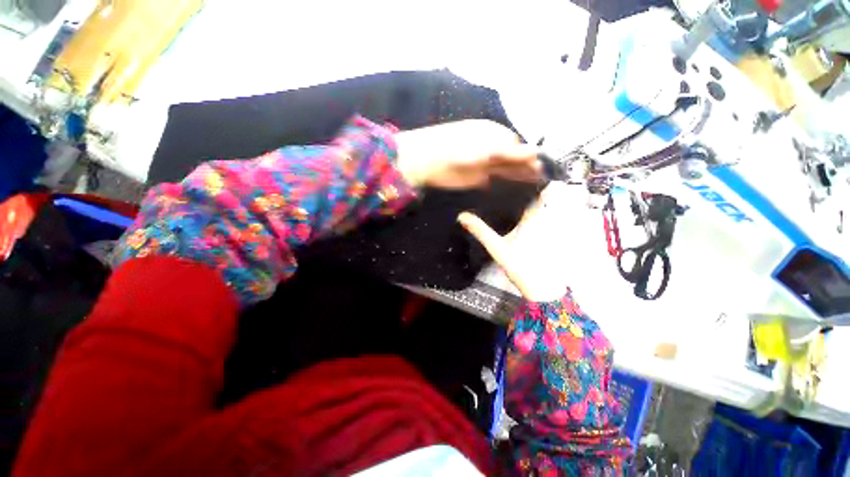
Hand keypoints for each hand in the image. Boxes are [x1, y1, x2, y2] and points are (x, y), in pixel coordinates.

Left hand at [395, 120, 542, 188]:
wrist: (428, 162)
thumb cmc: (458, 149)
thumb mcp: (486, 149)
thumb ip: (510, 152)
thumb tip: (537, 151)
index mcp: (493, 134)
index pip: (516, 144)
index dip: (528, 155)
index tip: (541, 166)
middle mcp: (490, 147)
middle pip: (512, 157)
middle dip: (526, 166)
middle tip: (541, 177)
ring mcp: (484, 163)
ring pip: (505, 169)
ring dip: (518, 175)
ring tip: (534, 183)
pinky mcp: (477, 177)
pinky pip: (494, 179)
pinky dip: (503, 183)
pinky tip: (513, 187)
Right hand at [458, 182, 602, 301]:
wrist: (542, 289)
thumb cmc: (522, 266)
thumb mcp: (498, 248)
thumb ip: (481, 231)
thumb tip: (463, 216)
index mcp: (534, 218)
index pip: (538, 191)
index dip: (533, 178)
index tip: (520, 168)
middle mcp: (544, 219)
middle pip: (541, 195)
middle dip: (530, 185)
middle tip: (511, 176)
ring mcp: (548, 229)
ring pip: (543, 206)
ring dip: (533, 197)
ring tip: (513, 189)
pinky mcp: (548, 238)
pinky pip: (542, 218)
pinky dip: (534, 212)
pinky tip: (519, 213)